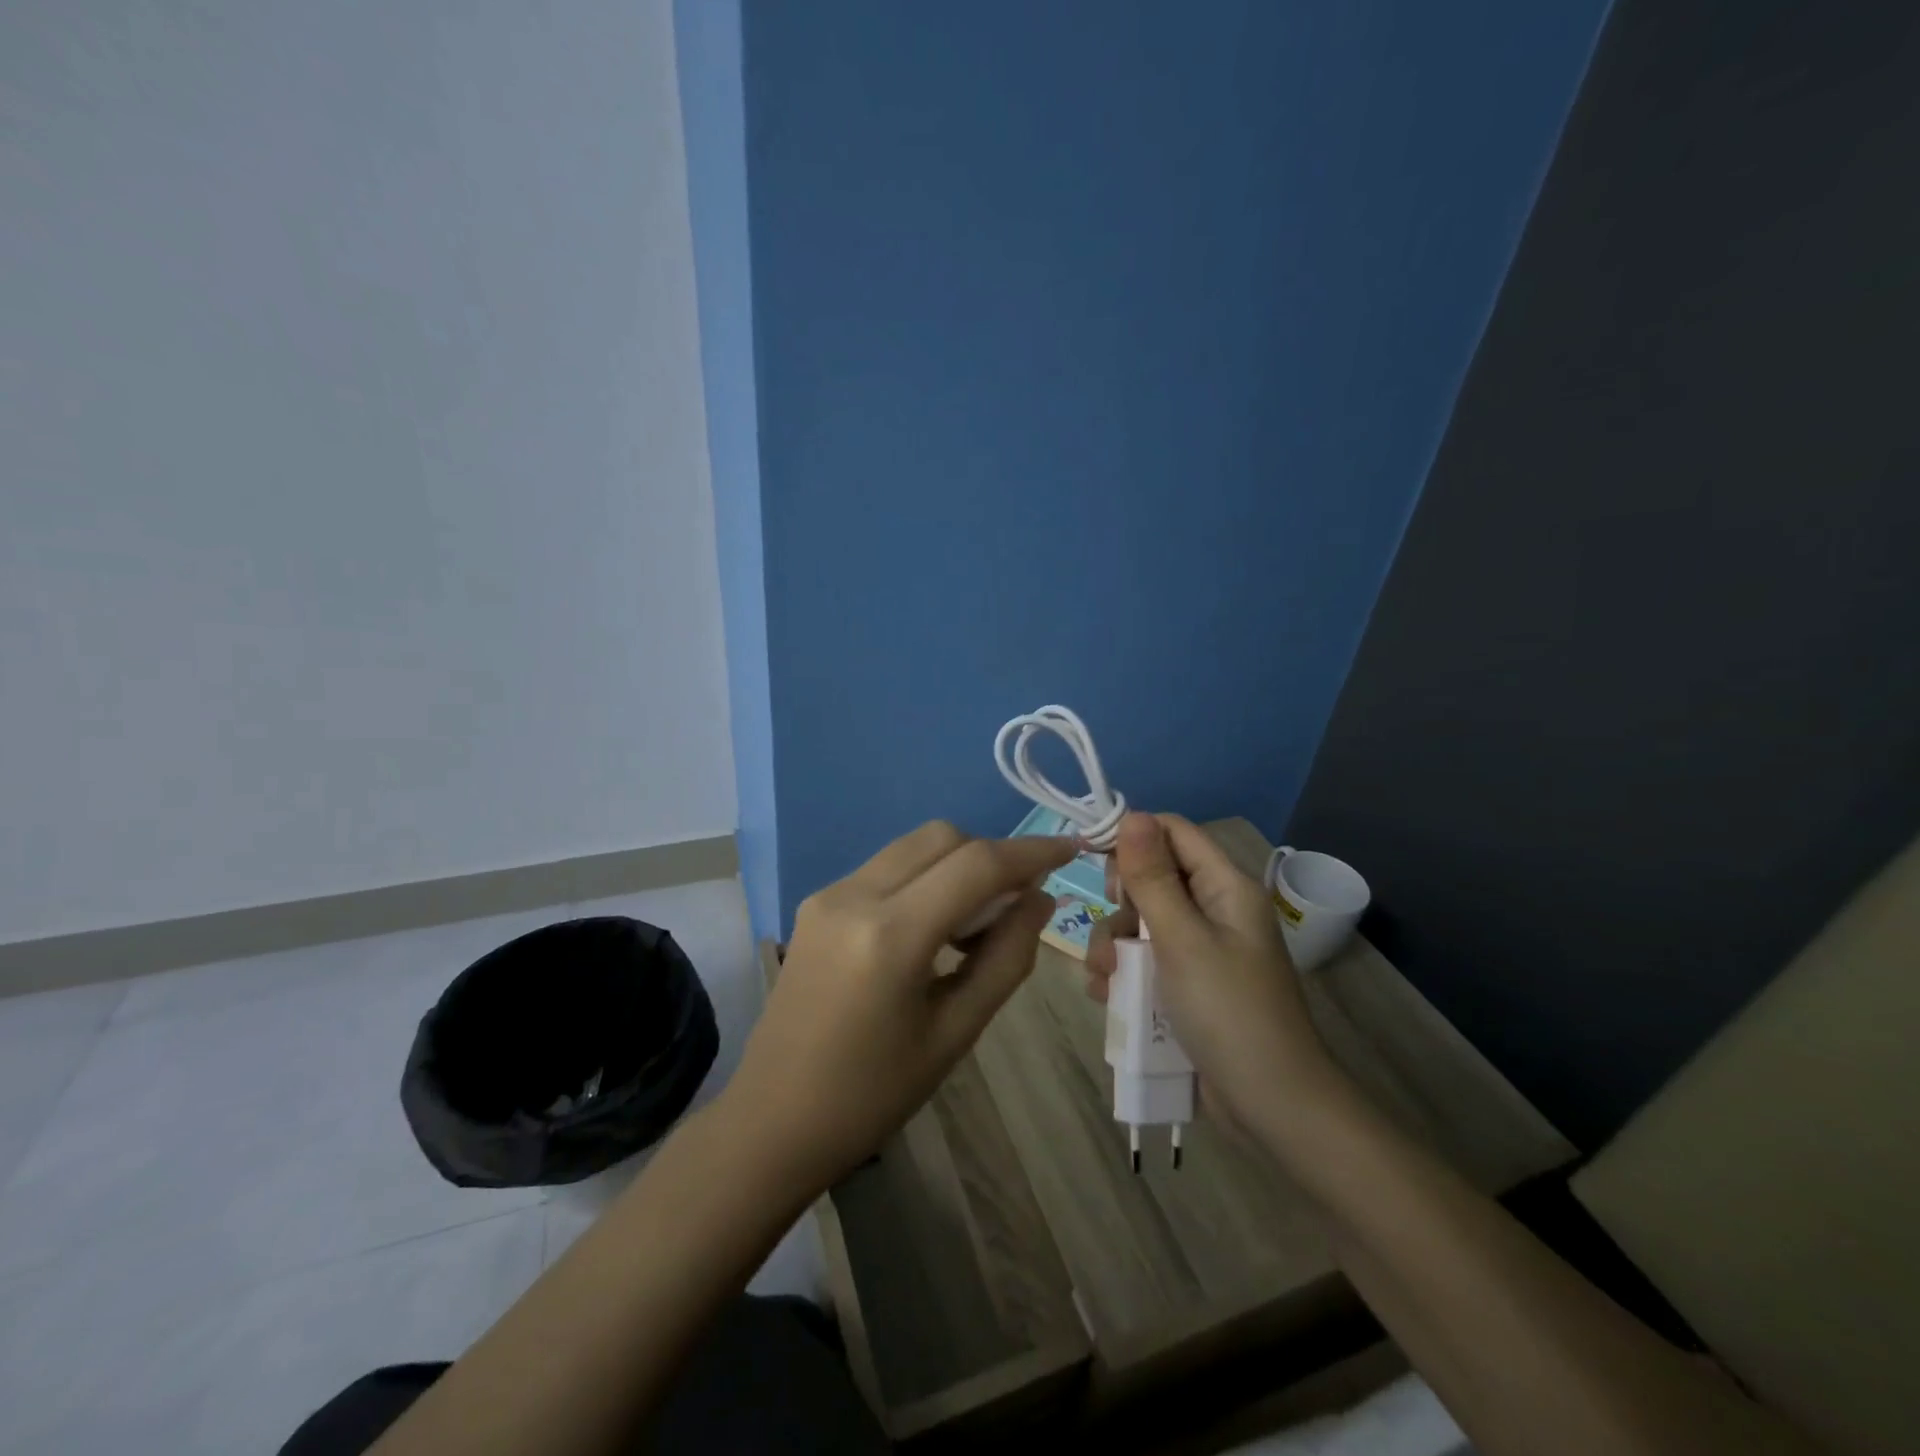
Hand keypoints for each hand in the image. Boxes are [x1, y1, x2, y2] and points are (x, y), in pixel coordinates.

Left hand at [725, 821, 1074, 1192]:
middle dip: (990, 855)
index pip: (976, 864)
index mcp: (891, 935)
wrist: (773, 1120)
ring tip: (976, 921)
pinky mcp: (816, 901)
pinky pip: (886, 867)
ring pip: (912, 845)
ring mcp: (829, 893)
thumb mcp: (955, 1032)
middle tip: (1018, 900)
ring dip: (956, 863)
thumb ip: (1007, 958)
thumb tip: (1040, 899)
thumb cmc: (873, 1094)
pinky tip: (932, 926)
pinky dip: (923, 877)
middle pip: (942, 837)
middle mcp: (855, 894)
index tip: (1069, 849)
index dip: (1030, 851)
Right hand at [1087, 813, 1334, 1129]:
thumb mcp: (1182, 940)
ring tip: (1104, 979)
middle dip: (1120, 904)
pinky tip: (1108, 997)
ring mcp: (1201, 949)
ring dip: (1114, 945)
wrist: (1271, 1107)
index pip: (1172, 832)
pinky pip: (1144, 960)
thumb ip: (1152, 877)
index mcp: (1225, 887)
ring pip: (1140, 922)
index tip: (1093, 860)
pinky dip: (1123, 973)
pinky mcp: (1188, 984)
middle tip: (1114, 931)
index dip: (1132, 837)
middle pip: (1152, 878)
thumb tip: (1132, 814)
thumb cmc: (1228, 1012)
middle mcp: (1214, 910)